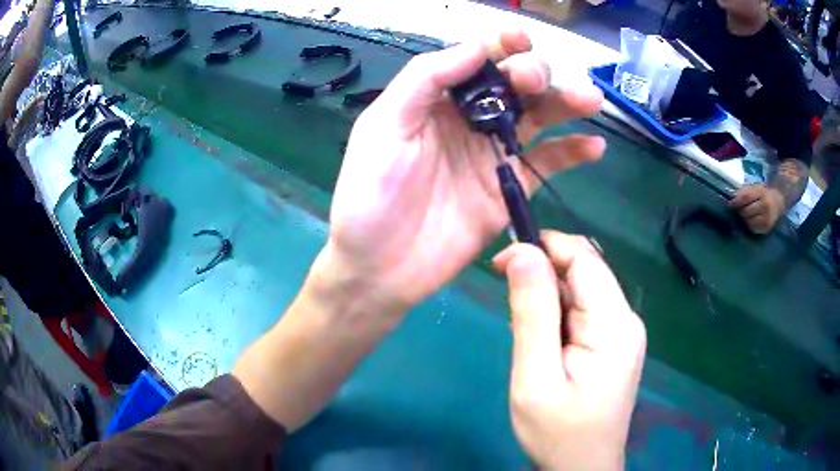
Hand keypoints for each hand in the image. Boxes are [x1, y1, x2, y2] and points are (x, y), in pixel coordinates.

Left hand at [311, 30, 604, 321]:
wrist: (379, 267)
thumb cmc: (371, 195)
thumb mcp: (384, 125)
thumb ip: (426, 80)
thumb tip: (477, 46)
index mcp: (437, 99)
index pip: (476, 60)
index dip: (500, 45)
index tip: (520, 40)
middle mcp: (469, 120)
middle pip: (513, 84)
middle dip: (532, 72)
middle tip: (535, 81)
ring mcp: (493, 154)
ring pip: (538, 118)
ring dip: (566, 104)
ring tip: (589, 98)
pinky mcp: (509, 189)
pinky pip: (547, 165)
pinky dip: (573, 153)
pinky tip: (595, 146)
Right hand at [492, 232, 645, 470]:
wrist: (582, 469)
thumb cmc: (557, 433)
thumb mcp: (535, 378)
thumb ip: (532, 314)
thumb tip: (522, 253)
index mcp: (615, 324)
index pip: (583, 258)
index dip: (543, 247)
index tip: (501, 262)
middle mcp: (626, 319)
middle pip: (584, 271)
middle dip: (543, 274)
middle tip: (507, 302)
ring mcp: (623, 332)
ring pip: (581, 291)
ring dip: (547, 297)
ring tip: (525, 335)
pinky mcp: (614, 343)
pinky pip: (584, 311)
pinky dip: (556, 315)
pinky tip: (541, 342)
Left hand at [730, 185, 785, 233]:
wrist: (778, 201)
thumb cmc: (763, 194)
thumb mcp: (755, 188)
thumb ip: (744, 193)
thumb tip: (732, 201)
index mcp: (761, 192)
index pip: (746, 197)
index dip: (737, 201)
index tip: (731, 204)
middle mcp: (765, 206)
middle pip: (747, 211)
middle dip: (741, 211)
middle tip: (738, 211)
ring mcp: (767, 218)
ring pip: (750, 222)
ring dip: (745, 219)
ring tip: (745, 215)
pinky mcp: (767, 228)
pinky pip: (754, 229)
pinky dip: (750, 225)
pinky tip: (750, 221)